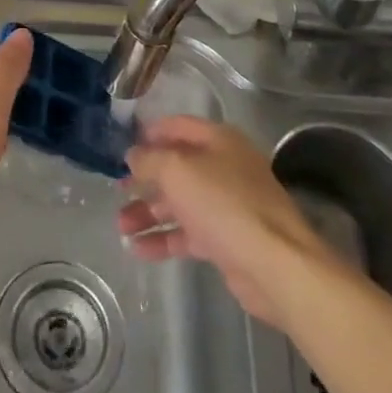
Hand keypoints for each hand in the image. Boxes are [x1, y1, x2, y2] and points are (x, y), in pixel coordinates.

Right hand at [119, 117, 328, 324]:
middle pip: (176, 167)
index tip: (123, 144)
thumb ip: (149, 159)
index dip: (150, 132)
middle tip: (116, 190)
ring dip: (148, 212)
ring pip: (179, 203)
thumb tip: (133, 155)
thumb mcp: (177, 171)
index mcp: (219, 141)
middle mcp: (223, 168)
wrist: (275, 265)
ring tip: (120, 226)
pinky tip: (137, 249)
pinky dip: (163, 239)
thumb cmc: (224, 203)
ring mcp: (226, 205)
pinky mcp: (226, 240)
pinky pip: (187, 234)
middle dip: (144, 180)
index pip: (178, 126)